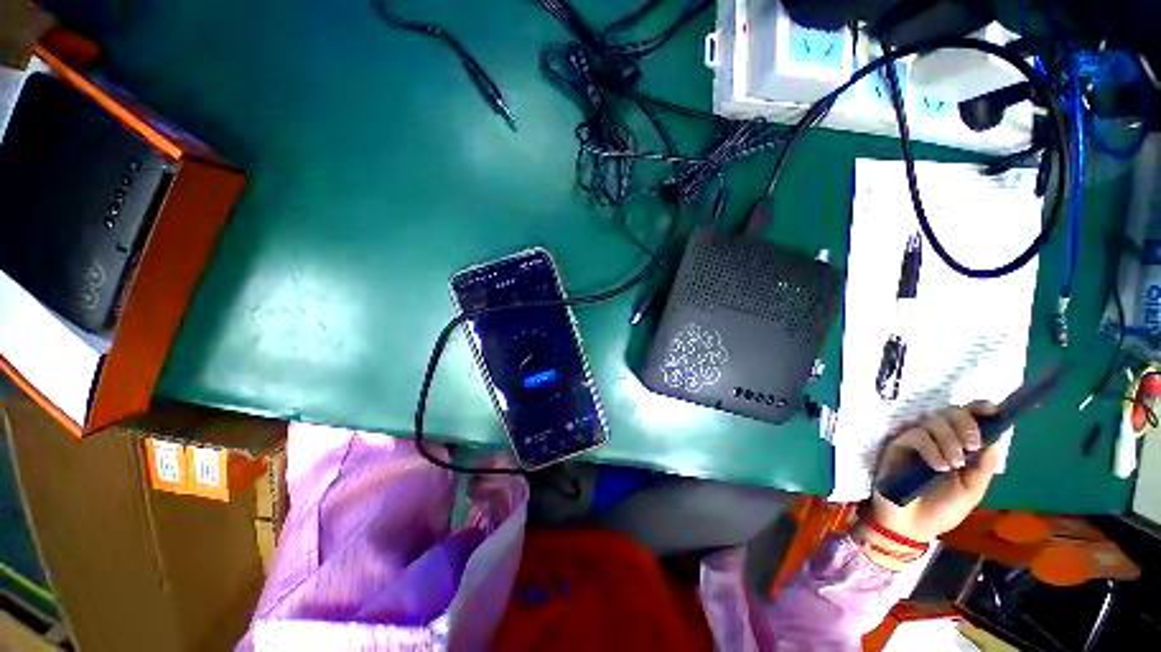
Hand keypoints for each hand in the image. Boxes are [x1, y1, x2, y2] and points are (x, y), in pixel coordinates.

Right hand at [853, 403, 1001, 568]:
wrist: (912, 525)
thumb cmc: (942, 510)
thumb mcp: (971, 491)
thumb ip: (982, 468)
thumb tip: (995, 440)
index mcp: (958, 446)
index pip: (967, 419)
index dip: (978, 410)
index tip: (991, 410)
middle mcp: (937, 438)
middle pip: (950, 413)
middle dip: (965, 425)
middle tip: (971, 445)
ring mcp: (916, 441)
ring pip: (933, 423)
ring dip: (949, 441)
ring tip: (953, 465)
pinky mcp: (898, 446)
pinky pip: (917, 437)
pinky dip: (931, 449)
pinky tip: (938, 467)